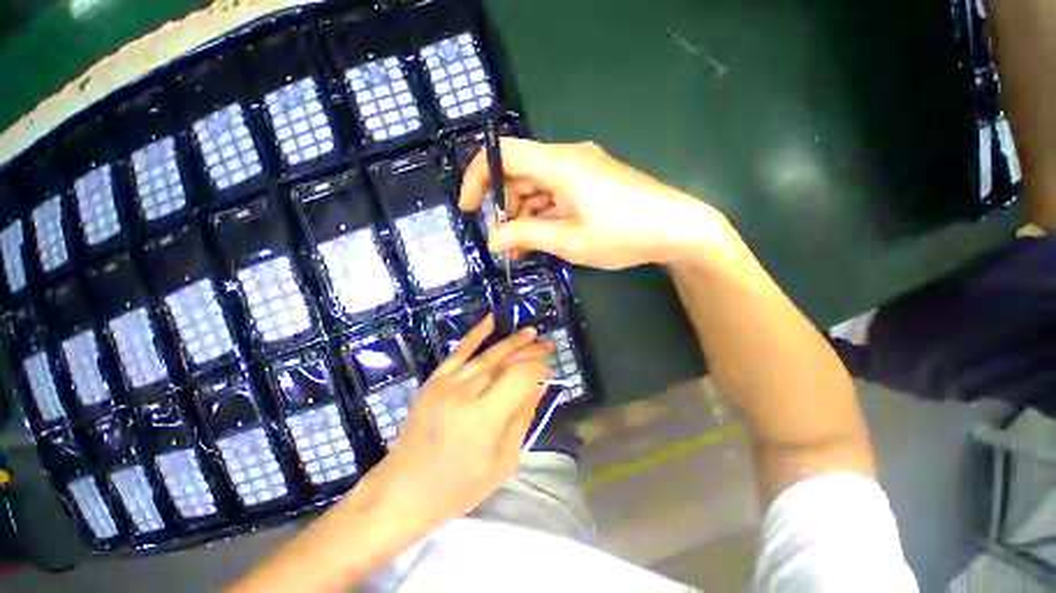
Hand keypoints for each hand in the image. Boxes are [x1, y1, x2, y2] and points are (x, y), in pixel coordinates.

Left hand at [360, 315, 552, 533]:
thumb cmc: (459, 486)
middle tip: (548, 345)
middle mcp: (465, 393)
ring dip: (512, 342)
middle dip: (531, 351)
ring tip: (531, 333)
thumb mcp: (503, 461)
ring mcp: (446, 383)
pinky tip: (491, 319)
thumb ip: (523, 417)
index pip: (521, 378)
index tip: (551, 371)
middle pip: (506, 362)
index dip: (540, 369)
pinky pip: (459, 351)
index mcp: (484, 419)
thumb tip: (540, 384)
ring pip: (487, 355)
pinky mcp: (434, 380)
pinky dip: (476, 333)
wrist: (404, 488)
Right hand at [459, 138, 730, 269]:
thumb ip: (527, 236)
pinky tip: (542, 239)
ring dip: (525, 217)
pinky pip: (556, 194)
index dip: (478, 177)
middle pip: (519, 174)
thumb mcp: (570, 240)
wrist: (677, 229)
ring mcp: (580, 170)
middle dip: (505, 209)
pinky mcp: (590, 183)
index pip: (503, 154)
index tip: (468, 208)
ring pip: (537, 188)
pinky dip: (544, 216)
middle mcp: (567, 158)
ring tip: (523, 251)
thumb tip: (493, 239)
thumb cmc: (623, 234)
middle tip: (505, 243)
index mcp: (559, 164)